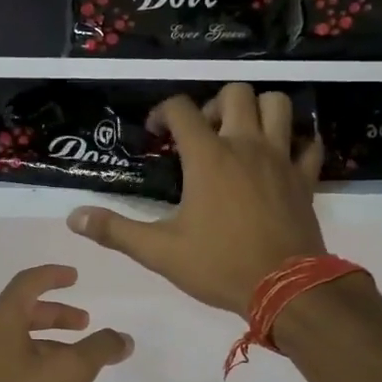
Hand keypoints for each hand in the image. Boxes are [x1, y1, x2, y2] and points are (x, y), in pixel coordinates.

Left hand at [0, 264, 133, 381]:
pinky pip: (11, 360)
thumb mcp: (70, 373)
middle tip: (85, 324)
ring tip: (77, 360)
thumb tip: (123, 338)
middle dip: (57, 314)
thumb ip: (99, 349)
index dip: (53, 276)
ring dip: (49, 340)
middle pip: (23, 310)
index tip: (76, 277)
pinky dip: (36, 359)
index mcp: (1, 320)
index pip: (28, 283)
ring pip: (18, 338)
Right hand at [67, 83, 325, 313]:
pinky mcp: (305, 178)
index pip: (182, 108)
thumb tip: (73, 217)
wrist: (285, 288)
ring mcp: (281, 159)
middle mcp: (246, 145)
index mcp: (208, 157)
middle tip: (203, 133)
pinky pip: (308, 144)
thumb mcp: (159, 251)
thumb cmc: (218, 265)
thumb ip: (115, 230)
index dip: (163, 111)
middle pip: (237, 93)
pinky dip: (295, 143)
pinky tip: (281, 158)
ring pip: (278, 106)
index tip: (156, 132)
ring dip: (258, 111)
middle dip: (215, 104)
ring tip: (241, 135)